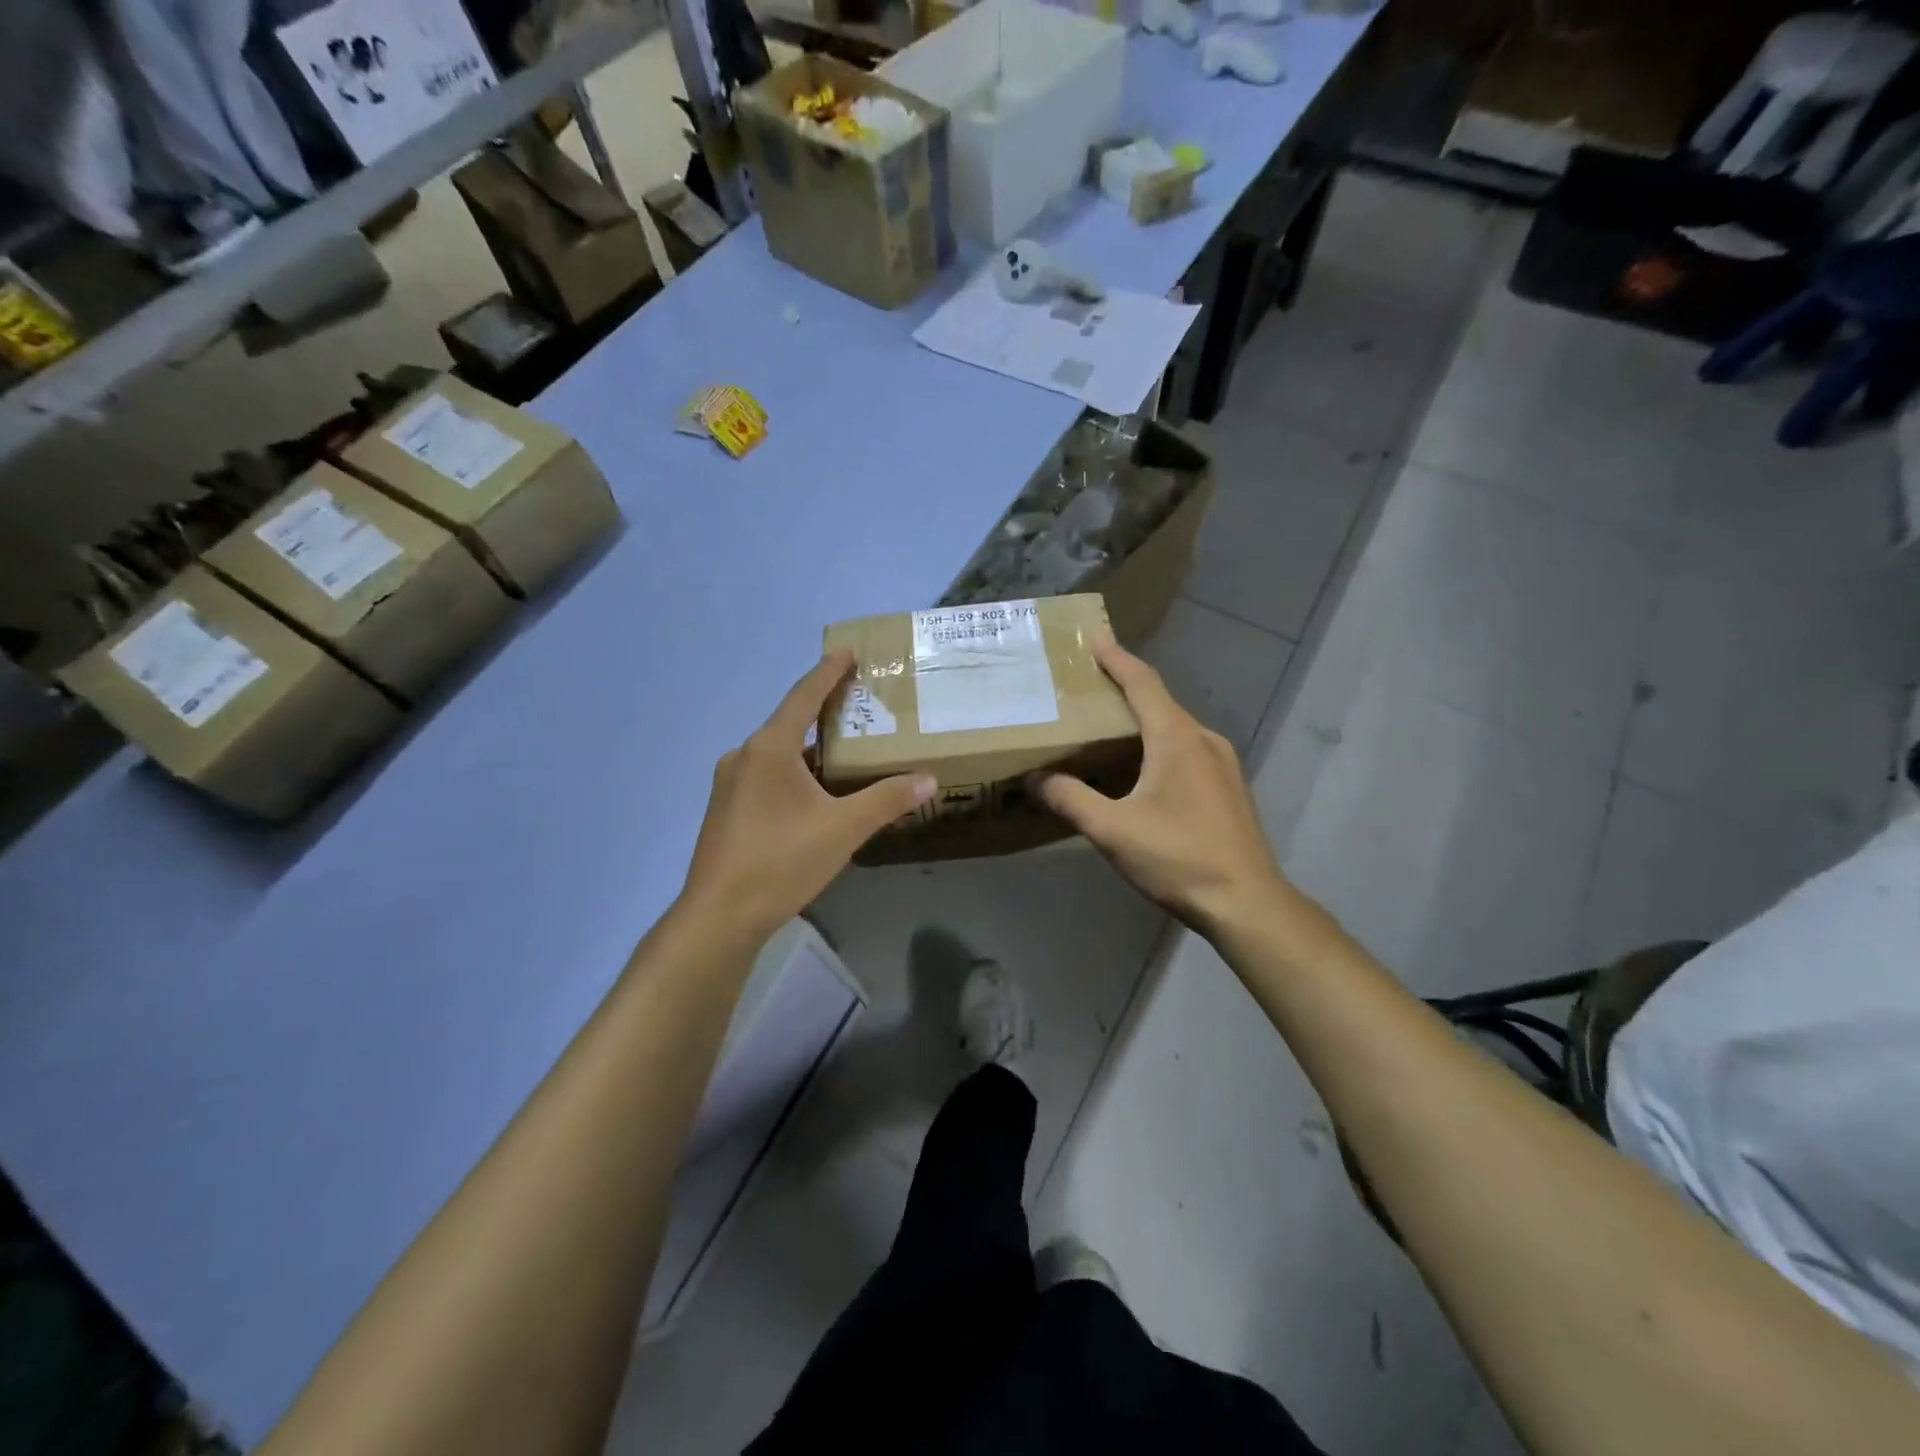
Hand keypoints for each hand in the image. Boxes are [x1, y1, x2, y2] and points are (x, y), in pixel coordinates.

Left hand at [680, 651, 935, 944]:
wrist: (719, 915)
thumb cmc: (781, 861)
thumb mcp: (843, 829)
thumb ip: (886, 800)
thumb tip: (928, 778)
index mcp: (768, 748)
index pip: (803, 696)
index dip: (828, 672)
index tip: (847, 651)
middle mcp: (743, 756)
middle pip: (789, 723)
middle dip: (823, 712)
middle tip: (858, 705)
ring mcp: (729, 785)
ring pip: (777, 754)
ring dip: (809, 748)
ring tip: (844, 751)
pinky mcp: (726, 811)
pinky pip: (766, 777)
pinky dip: (793, 773)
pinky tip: (813, 794)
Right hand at [1033, 635, 1284, 931]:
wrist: (1248, 904)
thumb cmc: (1179, 858)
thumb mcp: (1113, 830)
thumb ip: (1070, 799)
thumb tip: (1035, 779)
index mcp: (1177, 738)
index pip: (1142, 683)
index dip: (1116, 658)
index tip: (1093, 637)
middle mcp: (1204, 740)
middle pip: (1159, 702)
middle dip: (1123, 689)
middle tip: (1087, 686)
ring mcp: (1223, 764)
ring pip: (1174, 729)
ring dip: (1141, 721)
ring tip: (1106, 727)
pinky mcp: (1228, 788)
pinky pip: (1186, 750)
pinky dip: (1158, 745)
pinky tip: (1140, 770)